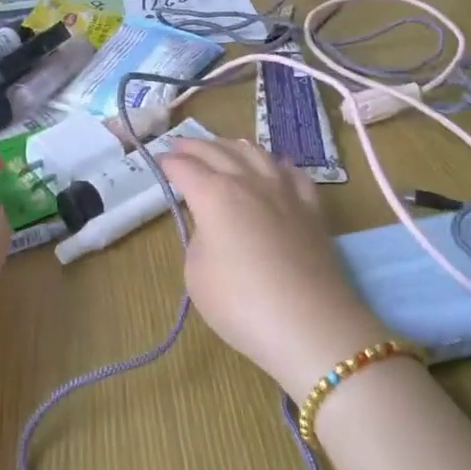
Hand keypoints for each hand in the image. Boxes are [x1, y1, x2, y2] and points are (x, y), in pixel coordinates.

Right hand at [159, 138, 383, 402]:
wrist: (310, 323)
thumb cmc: (241, 303)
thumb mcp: (197, 274)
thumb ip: (199, 240)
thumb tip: (212, 227)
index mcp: (214, 194)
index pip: (185, 168)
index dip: (169, 162)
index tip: (159, 160)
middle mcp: (248, 181)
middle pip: (217, 151)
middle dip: (195, 146)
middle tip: (181, 146)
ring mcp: (283, 190)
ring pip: (255, 153)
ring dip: (232, 146)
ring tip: (222, 147)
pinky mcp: (311, 207)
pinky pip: (292, 173)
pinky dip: (276, 164)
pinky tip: (276, 167)